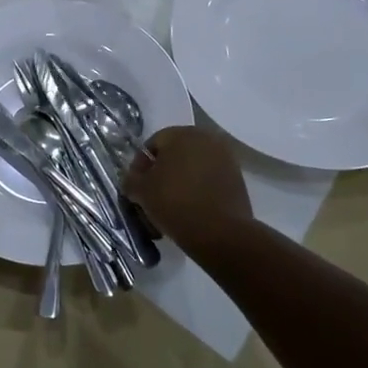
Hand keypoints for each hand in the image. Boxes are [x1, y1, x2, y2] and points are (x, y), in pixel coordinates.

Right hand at [123, 126, 251, 252]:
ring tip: (169, 208)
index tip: (136, 189)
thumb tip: (133, 180)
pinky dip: (196, 191)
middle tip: (151, 198)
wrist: (221, 233)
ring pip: (192, 169)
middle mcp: (206, 139)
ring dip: (178, 184)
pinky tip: (188, 212)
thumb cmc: (175, 203)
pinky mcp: (237, 179)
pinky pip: (208, 181)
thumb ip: (130, 179)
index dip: (139, 167)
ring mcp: (226, 159)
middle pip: (174, 156)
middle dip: (160, 175)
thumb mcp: (140, 191)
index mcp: (182, 134)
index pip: (152, 145)